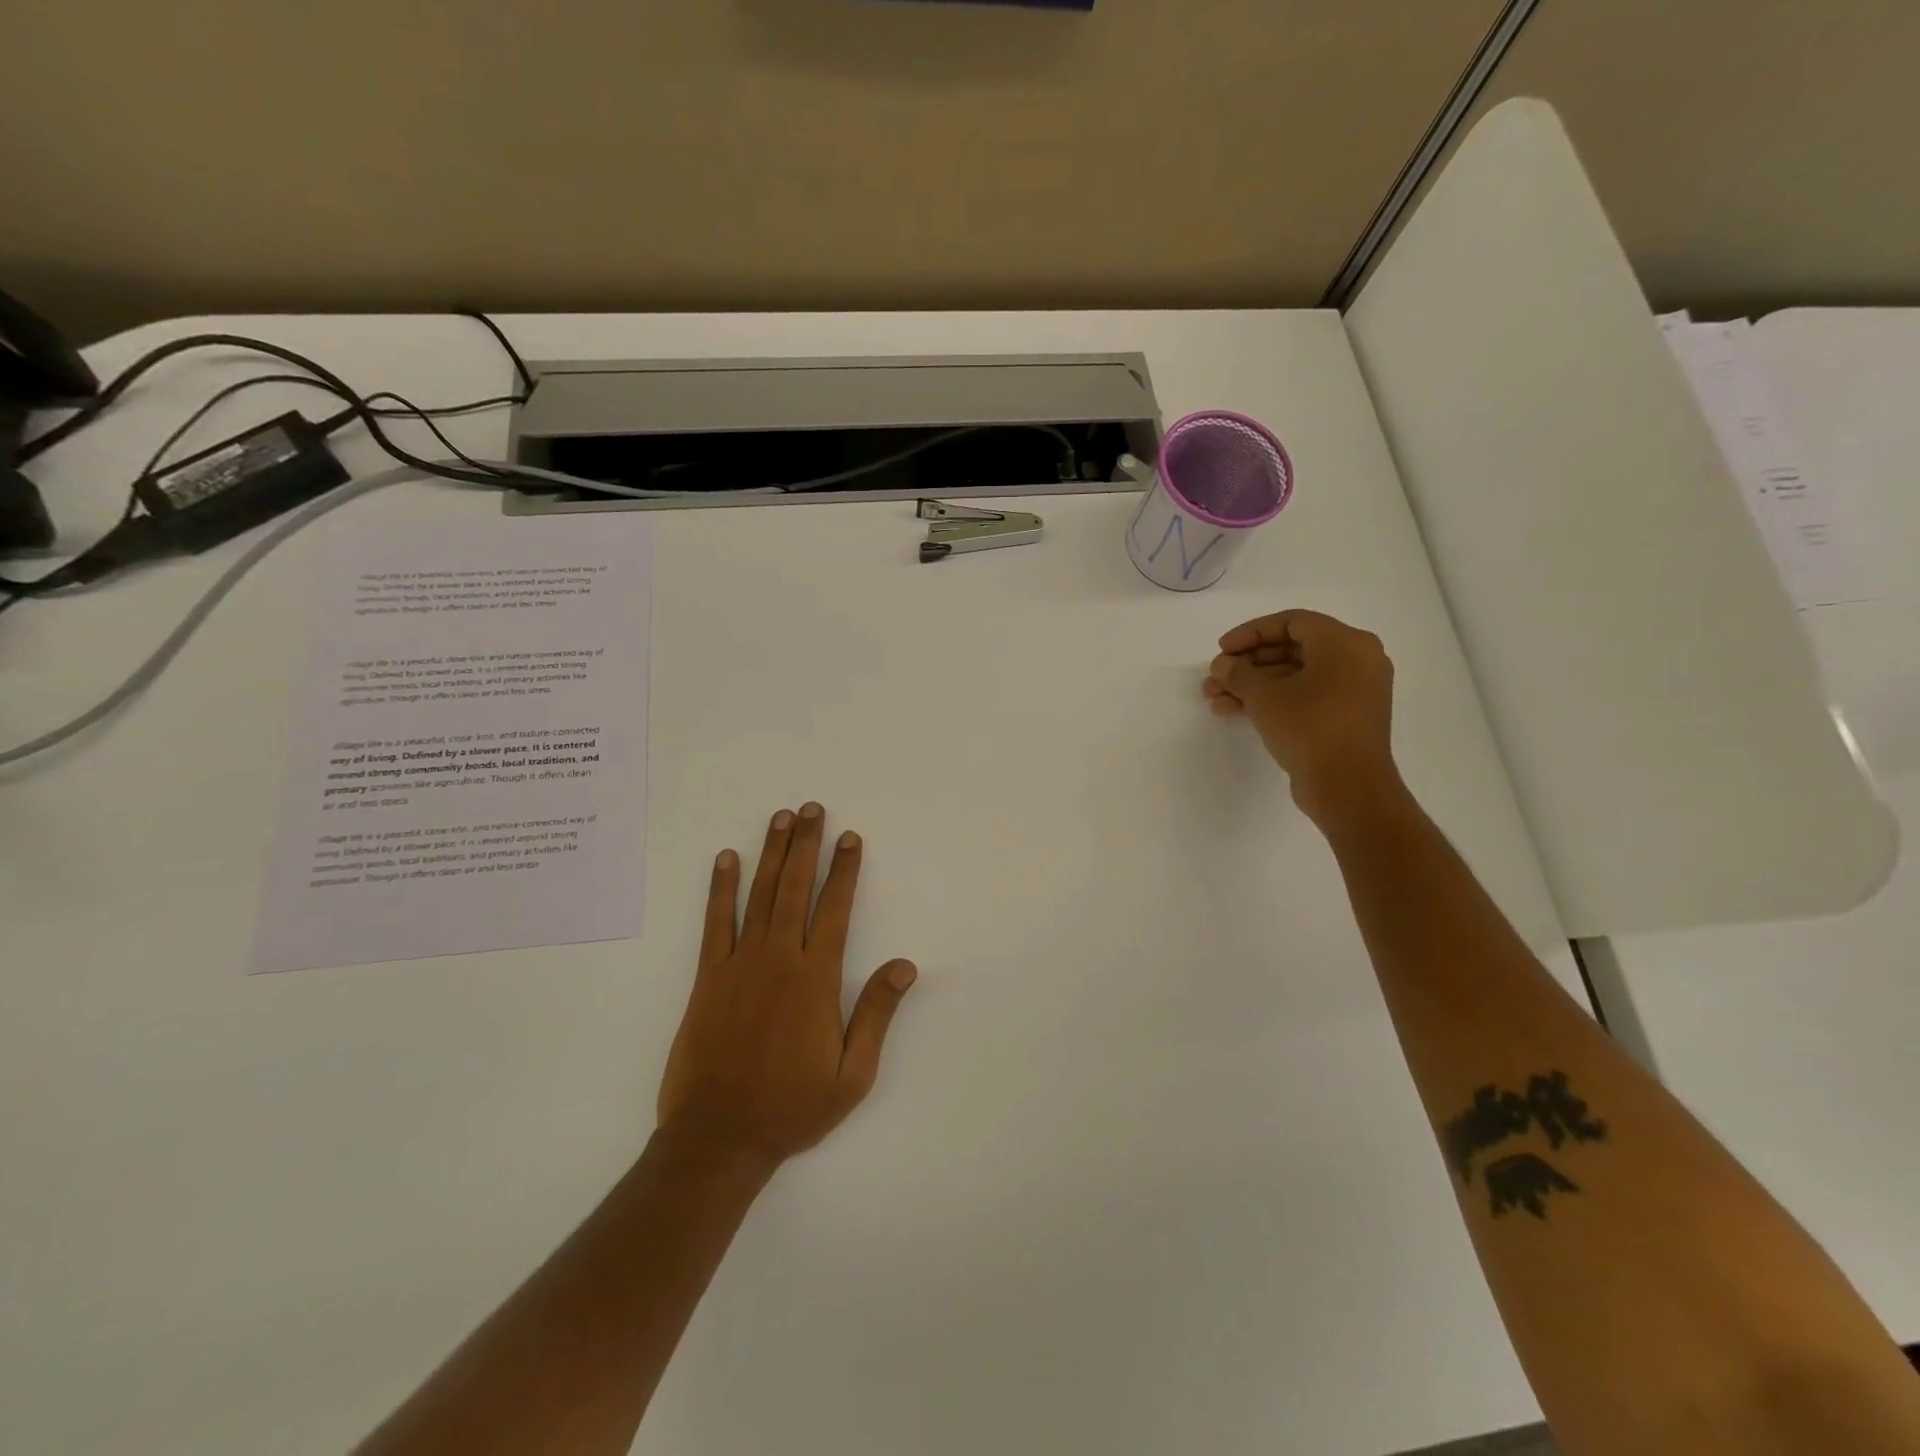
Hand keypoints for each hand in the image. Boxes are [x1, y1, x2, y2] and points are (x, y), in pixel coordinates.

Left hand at [657, 803, 917, 1170]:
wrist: (719, 1137)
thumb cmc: (792, 1107)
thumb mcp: (852, 1075)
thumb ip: (876, 1014)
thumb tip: (905, 965)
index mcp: (816, 979)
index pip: (835, 909)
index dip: (845, 870)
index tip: (849, 837)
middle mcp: (780, 959)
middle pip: (796, 888)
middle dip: (806, 845)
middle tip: (812, 808)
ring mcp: (740, 964)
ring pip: (760, 895)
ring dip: (771, 853)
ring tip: (780, 818)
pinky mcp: (708, 977)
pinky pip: (716, 922)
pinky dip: (721, 888)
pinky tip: (726, 859)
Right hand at [1204, 609, 1398, 823]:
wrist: (1348, 787)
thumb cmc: (1309, 727)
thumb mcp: (1264, 696)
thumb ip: (1238, 673)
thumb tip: (1222, 665)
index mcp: (1345, 643)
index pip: (1291, 622)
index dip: (1250, 633)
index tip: (1221, 650)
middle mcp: (1356, 660)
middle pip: (1291, 650)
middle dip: (1247, 665)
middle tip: (1215, 678)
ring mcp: (1353, 691)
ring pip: (1294, 677)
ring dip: (1252, 686)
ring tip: (1215, 700)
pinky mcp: (1344, 718)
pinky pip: (1304, 697)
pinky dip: (1272, 701)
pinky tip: (1235, 712)